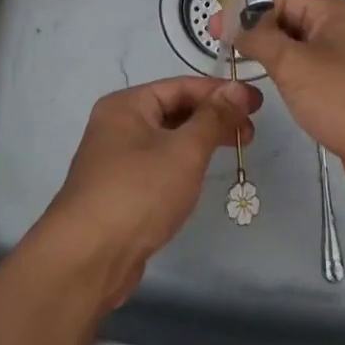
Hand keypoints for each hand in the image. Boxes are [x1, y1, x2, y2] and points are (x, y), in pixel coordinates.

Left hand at [38, 75, 261, 308]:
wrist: (88, 257)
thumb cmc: (138, 192)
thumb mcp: (184, 151)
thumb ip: (213, 118)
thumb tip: (237, 89)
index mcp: (127, 105)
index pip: (180, 86)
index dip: (220, 92)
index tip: (256, 101)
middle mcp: (117, 125)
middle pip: (173, 110)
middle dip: (213, 117)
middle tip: (250, 130)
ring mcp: (115, 159)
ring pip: (167, 139)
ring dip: (200, 140)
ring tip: (235, 149)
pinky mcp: (120, 190)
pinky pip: (158, 164)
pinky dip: (183, 163)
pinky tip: (201, 175)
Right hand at [229, 0, 344, 208]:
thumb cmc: (344, 98)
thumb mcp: (293, 64)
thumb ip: (260, 39)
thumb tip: (236, 24)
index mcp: (336, 12)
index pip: (282, 1)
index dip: (247, 13)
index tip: (215, 30)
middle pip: (292, 24)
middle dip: (259, 36)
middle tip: (224, 52)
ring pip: (302, 52)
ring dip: (275, 60)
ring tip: (243, 71)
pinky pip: (314, 76)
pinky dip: (293, 80)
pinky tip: (277, 93)